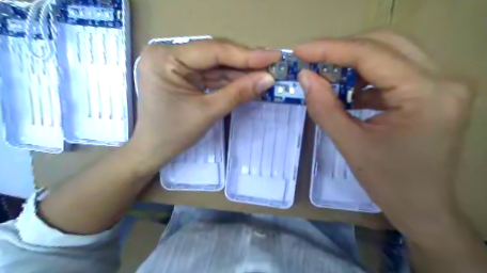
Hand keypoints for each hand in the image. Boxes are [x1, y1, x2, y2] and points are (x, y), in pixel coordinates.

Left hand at [132, 39, 278, 171]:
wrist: (153, 150)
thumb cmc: (174, 134)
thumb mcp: (208, 112)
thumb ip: (239, 93)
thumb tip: (268, 79)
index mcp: (165, 58)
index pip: (213, 51)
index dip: (246, 55)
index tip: (273, 56)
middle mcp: (168, 54)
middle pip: (215, 55)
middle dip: (245, 62)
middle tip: (273, 64)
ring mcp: (175, 64)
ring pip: (215, 64)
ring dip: (240, 71)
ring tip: (265, 73)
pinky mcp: (182, 74)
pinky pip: (210, 74)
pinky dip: (229, 79)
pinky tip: (248, 80)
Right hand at [293, 32, 471, 239]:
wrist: (423, 207)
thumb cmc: (388, 183)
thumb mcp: (350, 145)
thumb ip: (324, 107)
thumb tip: (304, 76)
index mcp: (426, 95)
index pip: (371, 54)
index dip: (330, 49)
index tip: (299, 51)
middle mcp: (443, 79)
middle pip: (384, 44)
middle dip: (341, 50)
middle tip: (311, 61)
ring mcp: (442, 83)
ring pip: (389, 52)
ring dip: (353, 62)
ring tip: (327, 77)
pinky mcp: (433, 91)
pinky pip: (393, 70)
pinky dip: (365, 76)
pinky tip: (349, 92)